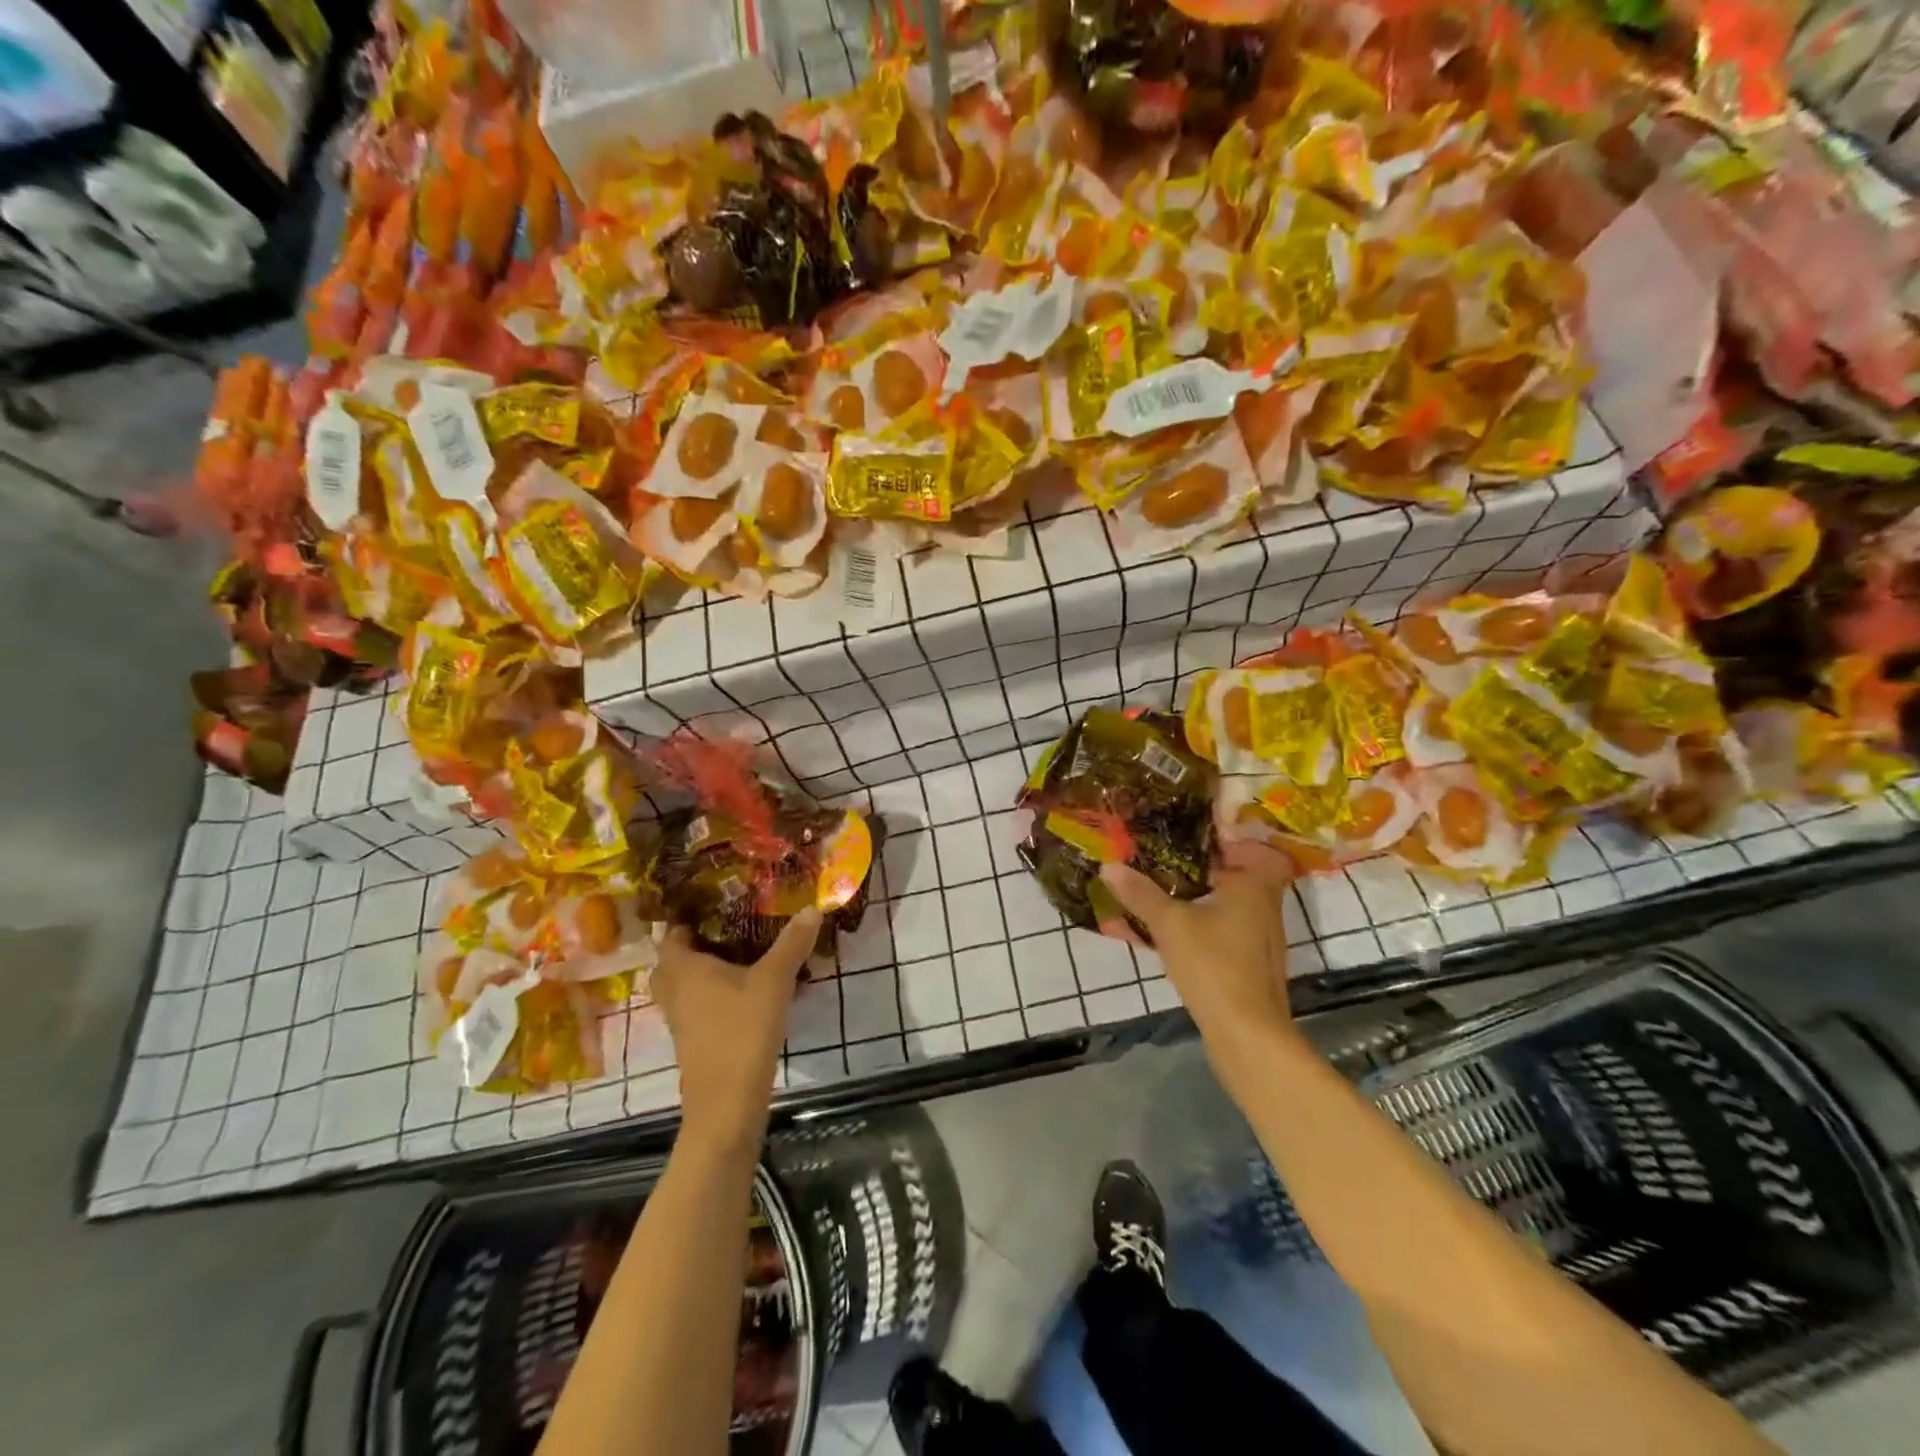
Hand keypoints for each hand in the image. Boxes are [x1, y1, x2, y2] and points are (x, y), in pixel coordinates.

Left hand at [655, 909, 820, 1152]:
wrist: (727, 1103)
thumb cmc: (742, 1031)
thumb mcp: (774, 981)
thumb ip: (792, 943)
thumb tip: (812, 907)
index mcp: (684, 968)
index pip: (672, 933)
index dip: (687, 916)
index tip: (714, 901)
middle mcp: (674, 991)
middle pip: (672, 961)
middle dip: (694, 944)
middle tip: (726, 929)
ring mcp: (680, 1019)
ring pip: (682, 986)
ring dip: (701, 972)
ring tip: (737, 957)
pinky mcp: (692, 1040)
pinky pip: (694, 1006)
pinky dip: (710, 995)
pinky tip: (742, 992)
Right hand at [1099, 841, 1296, 1055]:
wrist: (1247, 1034)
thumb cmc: (1214, 965)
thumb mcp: (1169, 924)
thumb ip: (1140, 894)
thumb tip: (1108, 865)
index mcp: (1254, 887)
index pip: (1260, 850)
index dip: (1235, 841)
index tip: (1200, 838)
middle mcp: (1265, 908)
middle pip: (1244, 877)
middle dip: (1210, 869)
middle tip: (1172, 862)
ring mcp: (1262, 940)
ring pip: (1235, 907)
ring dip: (1206, 899)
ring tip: (1166, 895)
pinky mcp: (1253, 967)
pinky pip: (1228, 932)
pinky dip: (1206, 926)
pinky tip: (1175, 936)